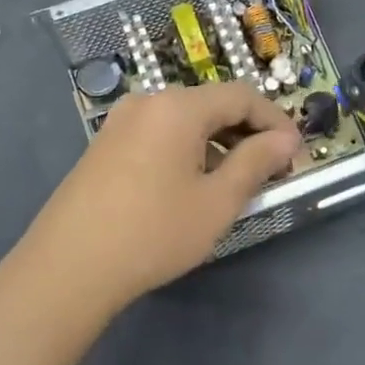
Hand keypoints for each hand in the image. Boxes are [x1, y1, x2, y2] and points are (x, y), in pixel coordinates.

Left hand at [16, 81, 301, 313]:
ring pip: (186, 120)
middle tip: (272, 170)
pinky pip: (160, 134)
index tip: (296, 153)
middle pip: (212, 104)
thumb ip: (257, 162)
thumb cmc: (153, 232)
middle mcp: (148, 101)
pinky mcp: (105, 145)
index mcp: (178, 106)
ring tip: (236, 182)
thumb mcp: (218, 201)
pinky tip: (193, 185)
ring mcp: (121, 122)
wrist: (67, 269)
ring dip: (219, 143)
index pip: (242, 96)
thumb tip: (286, 140)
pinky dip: (189, 150)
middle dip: (248, 132)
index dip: (276, 121)